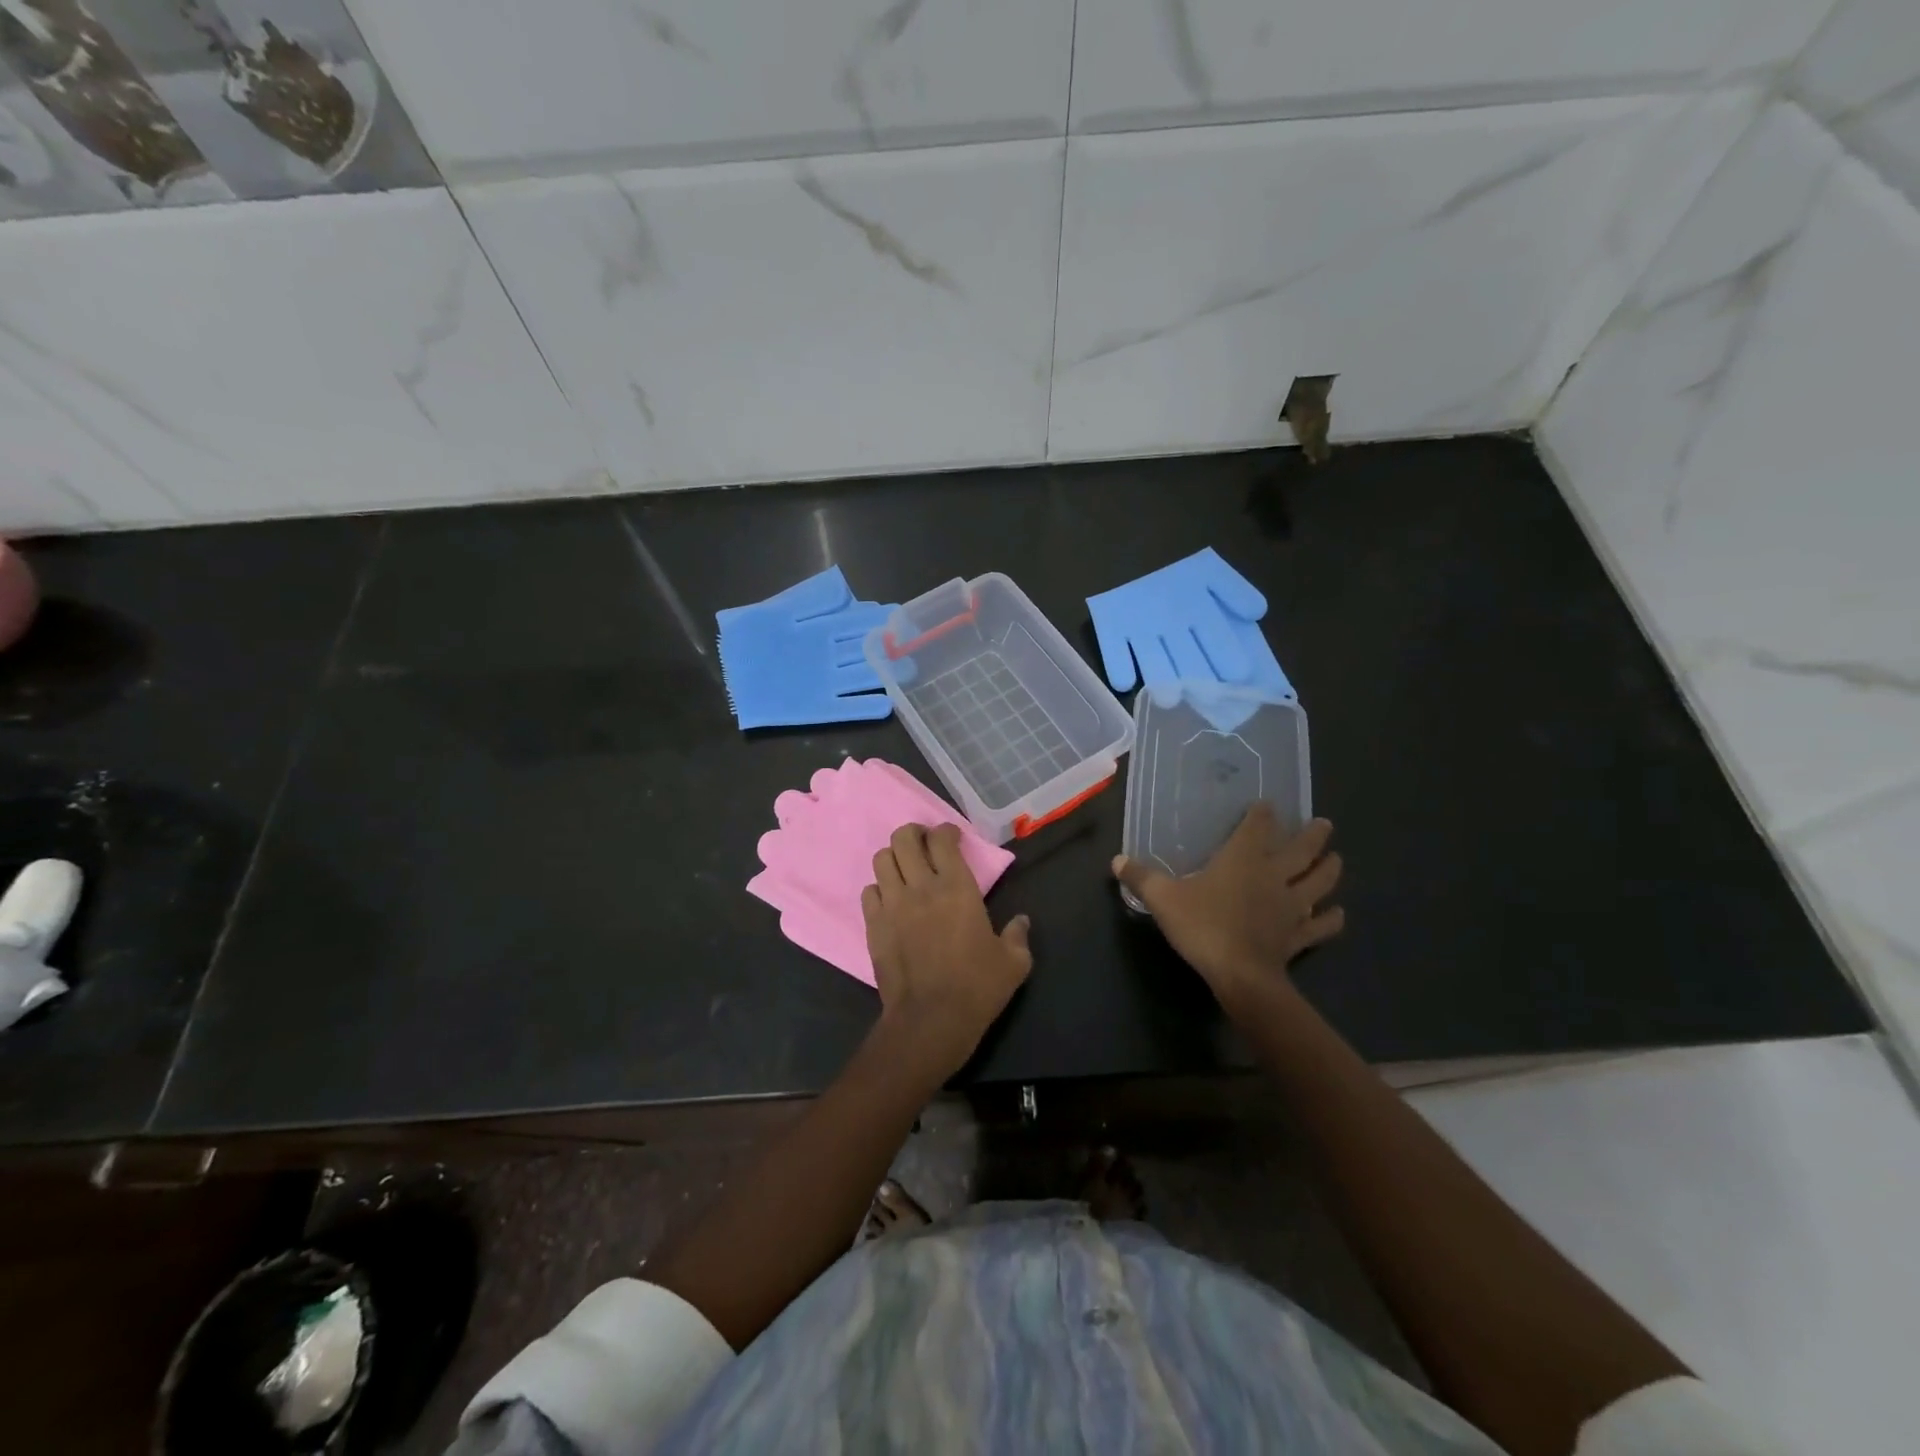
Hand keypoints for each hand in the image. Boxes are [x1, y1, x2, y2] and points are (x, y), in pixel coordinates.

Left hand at [863, 823, 1032, 1080]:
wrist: (931, 1019)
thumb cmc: (977, 987)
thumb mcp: (1014, 963)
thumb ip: (1018, 936)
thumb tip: (1021, 922)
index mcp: (957, 887)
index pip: (942, 839)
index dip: (945, 831)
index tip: (952, 837)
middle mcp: (921, 887)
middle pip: (904, 838)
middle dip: (913, 834)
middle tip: (924, 845)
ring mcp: (892, 905)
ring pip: (882, 859)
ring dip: (894, 858)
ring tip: (905, 870)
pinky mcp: (874, 926)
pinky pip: (869, 891)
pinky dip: (879, 889)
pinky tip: (890, 901)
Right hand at [1112, 804, 1343, 1009]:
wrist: (1240, 975)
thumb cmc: (1202, 926)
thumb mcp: (1162, 898)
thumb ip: (1141, 877)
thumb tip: (1116, 860)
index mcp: (1243, 859)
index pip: (1258, 827)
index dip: (1263, 814)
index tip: (1267, 804)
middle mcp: (1273, 876)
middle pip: (1301, 850)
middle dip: (1313, 835)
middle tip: (1324, 824)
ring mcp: (1291, 907)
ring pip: (1319, 882)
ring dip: (1330, 869)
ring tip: (1336, 859)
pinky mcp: (1299, 936)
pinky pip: (1321, 925)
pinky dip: (1331, 919)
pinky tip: (1337, 914)